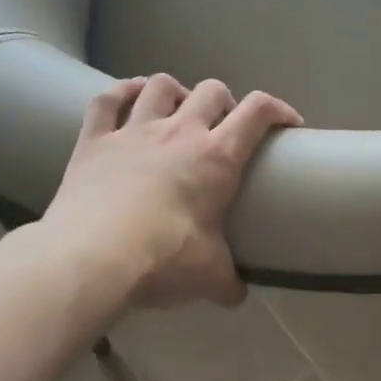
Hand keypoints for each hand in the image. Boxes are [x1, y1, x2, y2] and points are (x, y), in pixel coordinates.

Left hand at [41, 74, 301, 308]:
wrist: (92, 259)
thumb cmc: (163, 260)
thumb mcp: (209, 276)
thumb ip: (228, 281)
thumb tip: (237, 294)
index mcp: (216, 158)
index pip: (258, 112)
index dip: (278, 109)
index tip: (288, 124)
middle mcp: (178, 132)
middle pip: (211, 91)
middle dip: (225, 103)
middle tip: (223, 129)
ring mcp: (133, 131)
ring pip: (160, 86)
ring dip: (176, 92)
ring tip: (177, 111)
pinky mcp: (93, 140)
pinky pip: (107, 100)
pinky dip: (121, 93)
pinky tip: (128, 98)